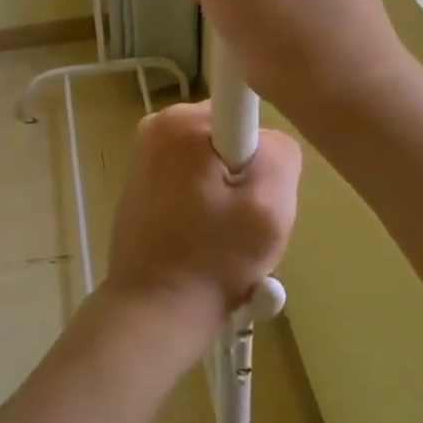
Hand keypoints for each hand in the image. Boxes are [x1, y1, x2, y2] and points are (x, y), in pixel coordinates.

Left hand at [104, 102, 300, 344]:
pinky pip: (193, 180)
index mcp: (180, 122)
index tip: (256, 191)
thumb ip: (281, 154)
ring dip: (229, 196)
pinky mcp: (141, 183)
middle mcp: (156, 127)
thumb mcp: (269, 205)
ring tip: (227, 238)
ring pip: (214, 163)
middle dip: (247, 176)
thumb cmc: (212, 258)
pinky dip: (207, 206)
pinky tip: (207, 241)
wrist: (154, 312)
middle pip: (230, 138)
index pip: (245, 110)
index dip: (262, 152)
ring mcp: (144, 155)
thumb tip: (268, 143)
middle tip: (247, 223)